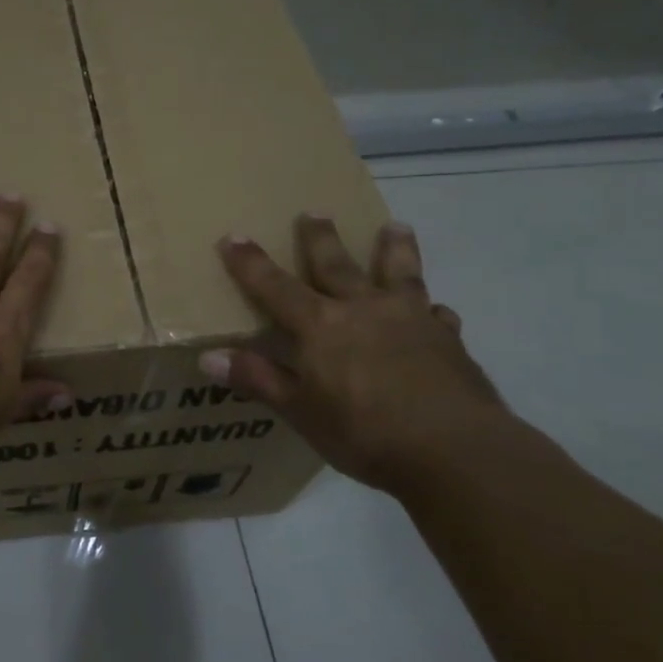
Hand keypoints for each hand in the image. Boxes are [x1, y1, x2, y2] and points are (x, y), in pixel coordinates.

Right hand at [201, 216, 508, 493]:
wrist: (454, 450)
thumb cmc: (363, 432)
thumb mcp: (300, 411)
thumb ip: (258, 379)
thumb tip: (208, 358)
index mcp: (320, 326)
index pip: (275, 287)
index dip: (251, 263)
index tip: (233, 236)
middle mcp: (363, 310)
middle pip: (336, 265)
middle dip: (320, 239)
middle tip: (314, 212)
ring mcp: (411, 320)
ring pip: (399, 274)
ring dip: (394, 249)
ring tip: (396, 226)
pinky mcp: (449, 340)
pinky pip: (438, 315)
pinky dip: (432, 310)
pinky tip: (437, 311)